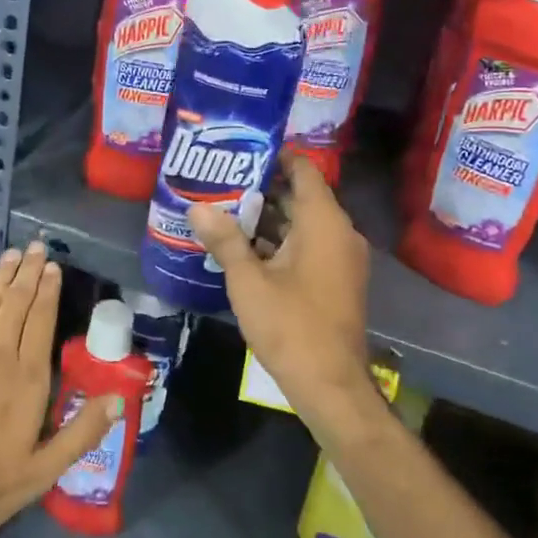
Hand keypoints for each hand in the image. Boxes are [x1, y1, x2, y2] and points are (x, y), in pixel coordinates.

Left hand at [0, 241, 117, 537]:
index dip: (49, 290)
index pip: (42, 320)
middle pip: (17, 302)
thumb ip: (82, 432)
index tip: (54, 267)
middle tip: (37, 246)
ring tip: (15, 253)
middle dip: (29, 271)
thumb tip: (118, 397)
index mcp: (28, 378)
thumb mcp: (43, 471)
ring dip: (4, 275)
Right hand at [188, 150, 373, 419]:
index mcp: (324, 223)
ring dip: (268, 219)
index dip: (274, 156)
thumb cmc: (291, 325)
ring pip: (303, 224)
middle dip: (262, 189)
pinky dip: (281, 243)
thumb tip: (196, 208)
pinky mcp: (337, 280)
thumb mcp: (249, 281)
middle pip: (301, 196)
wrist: (331, 385)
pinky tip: (245, 249)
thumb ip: (225, 240)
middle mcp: (339, 232)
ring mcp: (341, 258)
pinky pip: (309, 246)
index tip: (240, 152)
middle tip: (221, 183)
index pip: (303, 170)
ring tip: (225, 211)